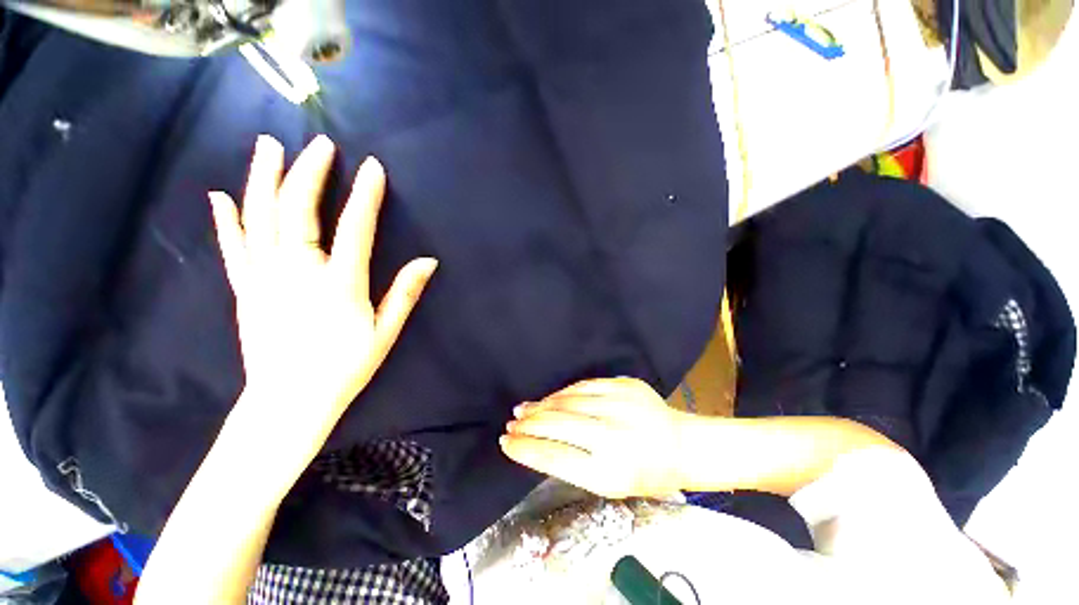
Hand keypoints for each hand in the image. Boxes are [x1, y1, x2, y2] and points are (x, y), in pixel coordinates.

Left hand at [209, 135, 436, 449]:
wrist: (289, 402)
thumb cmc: (345, 367)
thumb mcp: (385, 332)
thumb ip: (405, 293)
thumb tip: (429, 261)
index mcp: (338, 284)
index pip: (355, 228)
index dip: (365, 195)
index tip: (372, 167)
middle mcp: (297, 272)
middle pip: (299, 211)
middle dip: (310, 173)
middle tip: (321, 145)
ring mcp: (263, 277)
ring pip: (260, 218)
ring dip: (264, 178)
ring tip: (269, 146)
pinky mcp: (244, 288)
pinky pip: (234, 246)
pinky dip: (228, 219)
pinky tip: (222, 195)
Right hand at [500, 377, 687, 498]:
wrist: (683, 445)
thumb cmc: (646, 474)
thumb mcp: (610, 484)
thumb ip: (573, 463)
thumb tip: (537, 442)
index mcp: (611, 472)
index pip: (554, 457)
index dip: (524, 448)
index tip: (505, 443)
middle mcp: (614, 436)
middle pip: (557, 425)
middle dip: (527, 425)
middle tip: (509, 425)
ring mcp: (621, 405)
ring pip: (568, 401)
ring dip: (541, 406)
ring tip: (524, 410)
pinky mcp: (625, 386)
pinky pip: (584, 386)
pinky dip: (563, 393)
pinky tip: (551, 398)